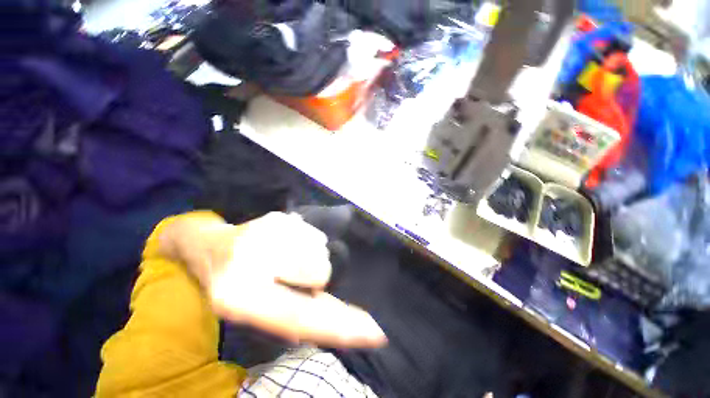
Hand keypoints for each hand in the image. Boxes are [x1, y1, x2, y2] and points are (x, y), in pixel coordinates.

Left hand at [162, 211, 386, 348]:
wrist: (208, 247)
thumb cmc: (229, 285)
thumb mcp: (252, 313)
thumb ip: (291, 316)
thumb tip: (331, 317)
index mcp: (237, 296)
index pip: (296, 316)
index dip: (337, 325)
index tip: (375, 331)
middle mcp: (250, 258)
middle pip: (319, 269)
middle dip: (314, 276)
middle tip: (288, 274)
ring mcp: (265, 230)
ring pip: (319, 248)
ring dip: (308, 258)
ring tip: (282, 258)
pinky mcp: (277, 216)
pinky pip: (313, 234)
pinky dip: (306, 241)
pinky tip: (284, 242)